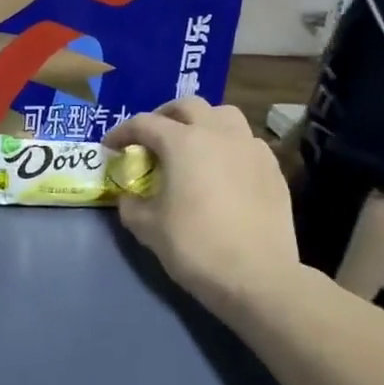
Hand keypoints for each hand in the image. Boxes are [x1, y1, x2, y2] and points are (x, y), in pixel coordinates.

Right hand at [104, 98, 301, 318]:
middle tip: (152, 138)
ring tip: (192, 145)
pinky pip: (247, 142)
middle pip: (187, 106)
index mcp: (183, 142)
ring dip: (202, 123)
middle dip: (164, 116)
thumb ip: (131, 204)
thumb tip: (130, 196)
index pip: (144, 123)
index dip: (121, 132)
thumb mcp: (147, 227)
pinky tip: (224, 170)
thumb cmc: (196, 246)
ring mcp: (251, 148)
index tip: (111, 147)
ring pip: (224, 115)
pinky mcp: (273, 168)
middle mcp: (218, 134)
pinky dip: (229, 146)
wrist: (258, 278)